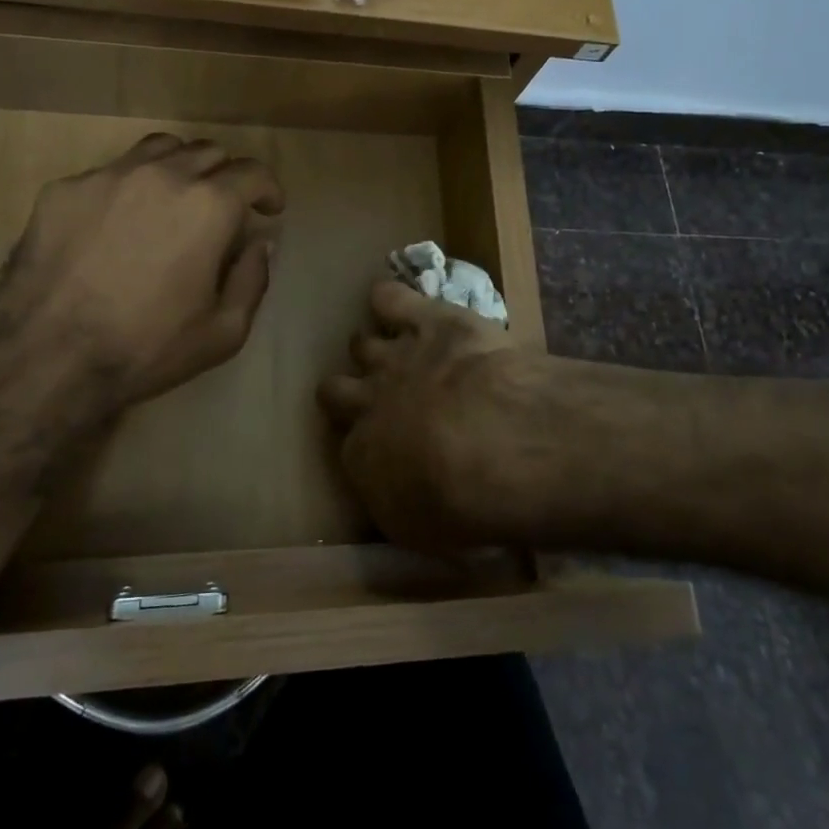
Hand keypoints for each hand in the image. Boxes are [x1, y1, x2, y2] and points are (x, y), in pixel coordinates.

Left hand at [0, 133, 283, 411]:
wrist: (48, 356)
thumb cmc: (146, 347)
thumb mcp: (223, 331)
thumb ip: (253, 279)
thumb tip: (260, 244)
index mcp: (208, 205)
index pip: (253, 172)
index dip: (268, 189)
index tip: (269, 209)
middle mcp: (162, 174)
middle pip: (208, 152)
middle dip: (226, 176)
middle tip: (222, 208)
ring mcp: (108, 175)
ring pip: (159, 148)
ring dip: (180, 167)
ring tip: (174, 197)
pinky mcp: (65, 188)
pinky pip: (109, 172)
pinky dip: (129, 187)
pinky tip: (117, 222)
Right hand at [319, 281, 552, 549]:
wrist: (493, 440)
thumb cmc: (462, 503)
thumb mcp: (424, 531)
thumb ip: (399, 506)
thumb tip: (395, 494)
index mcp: (363, 456)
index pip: (349, 447)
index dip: (364, 446)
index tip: (385, 451)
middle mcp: (368, 402)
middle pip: (335, 388)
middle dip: (347, 391)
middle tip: (373, 396)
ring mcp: (396, 357)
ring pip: (362, 343)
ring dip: (373, 347)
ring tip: (393, 351)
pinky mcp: (427, 320)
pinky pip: (390, 298)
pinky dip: (388, 298)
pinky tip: (391, 300)